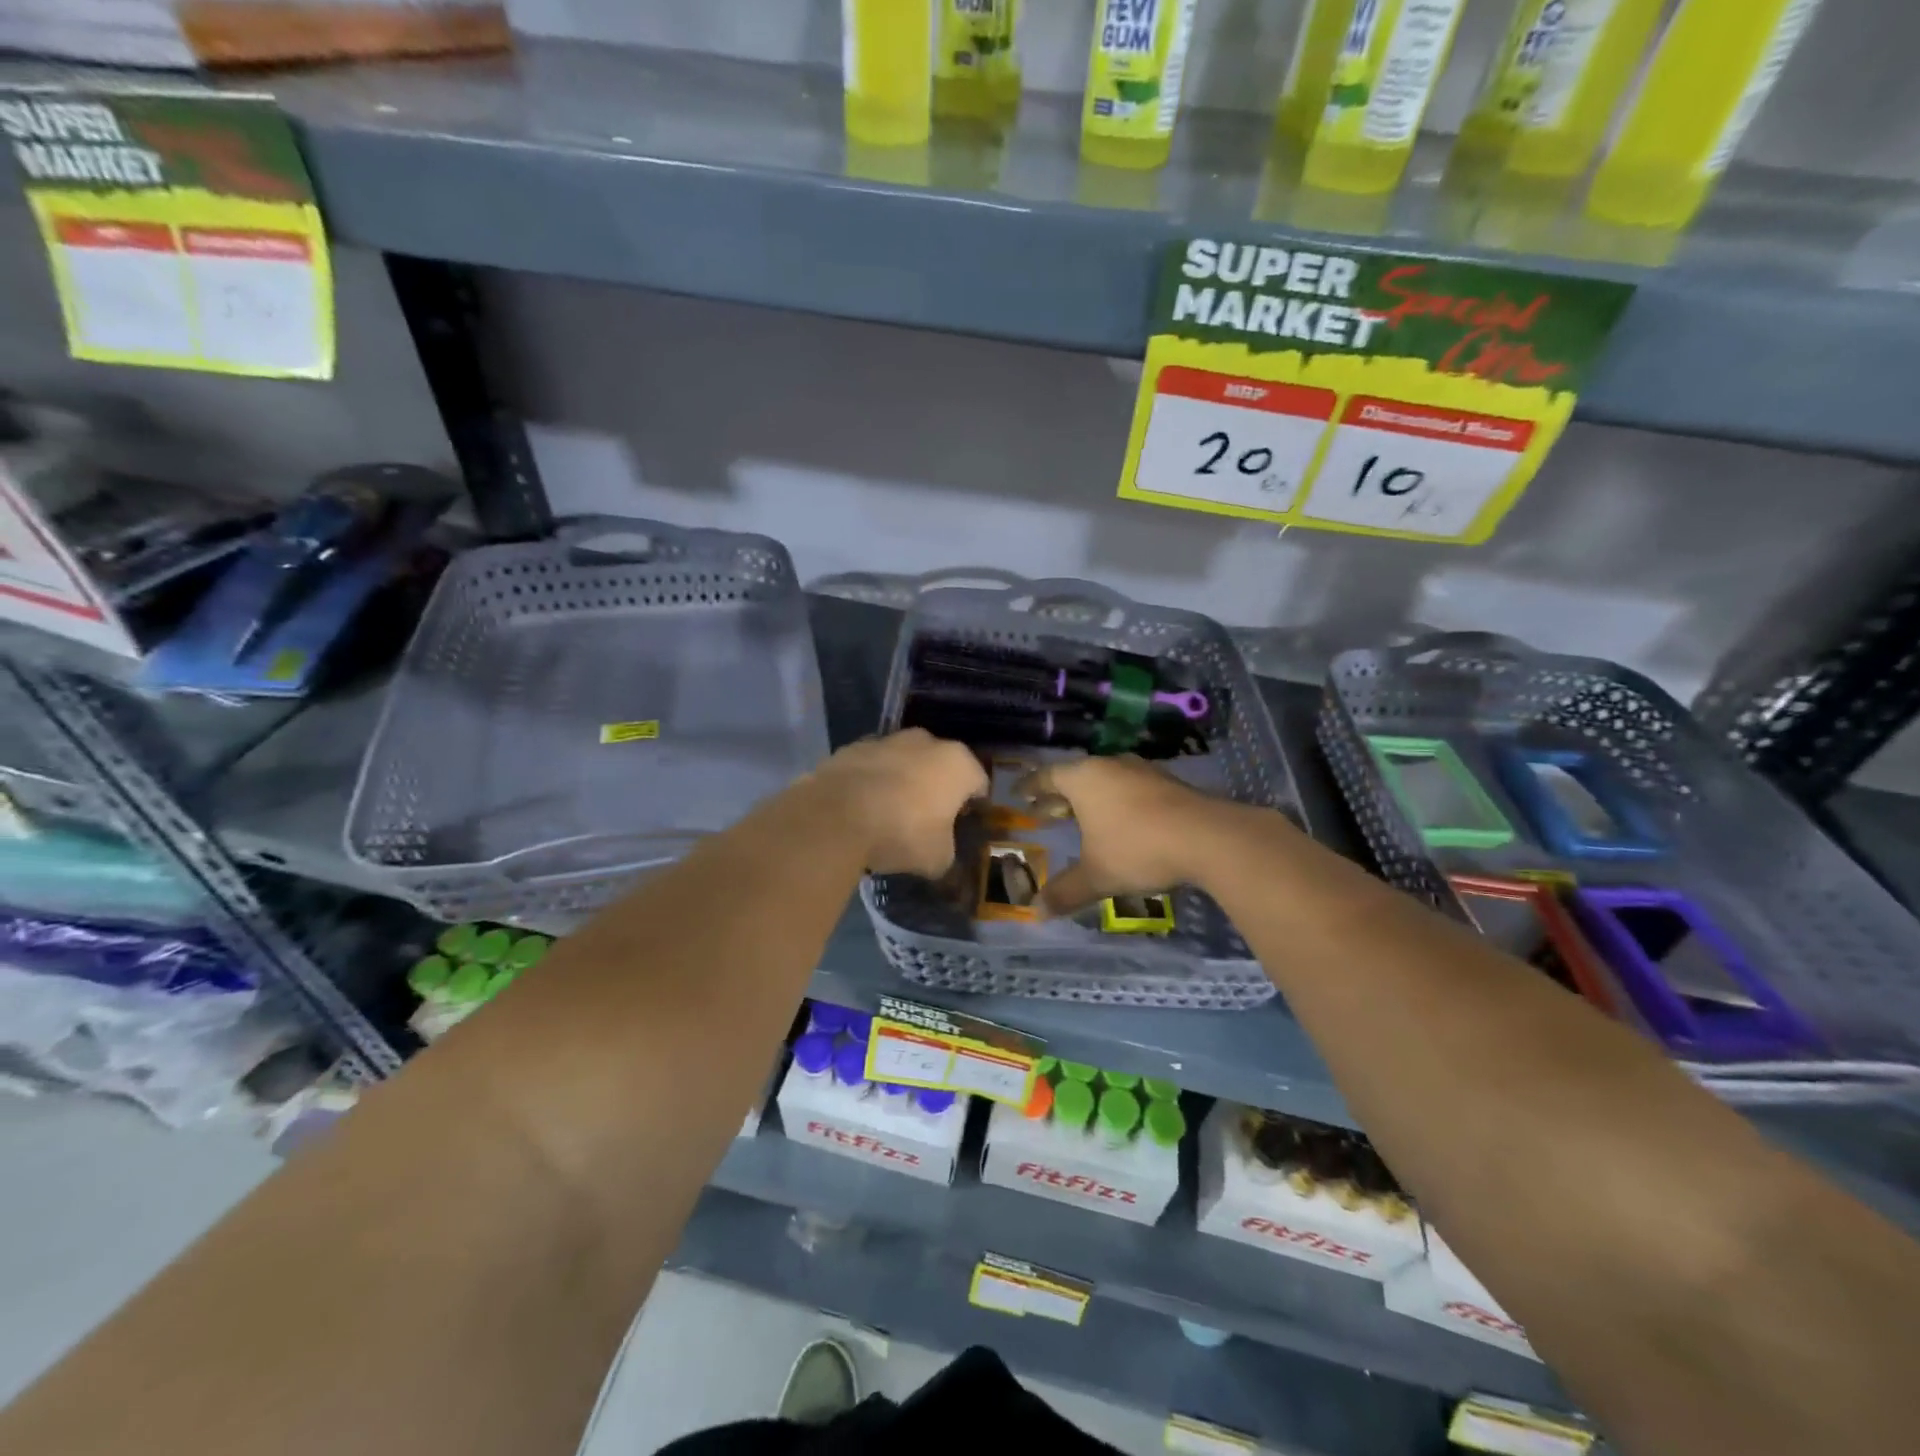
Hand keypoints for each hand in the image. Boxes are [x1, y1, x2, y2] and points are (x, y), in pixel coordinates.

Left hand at [815, 729, 987, 876]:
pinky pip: (870, 766)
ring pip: (903, 760)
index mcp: (958, 764)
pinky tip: (861, 807)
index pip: (978, 782)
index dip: (972, 804)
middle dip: (935, 786)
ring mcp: (886, 740)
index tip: (962, 822)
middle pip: (939, 764)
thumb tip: (940, 852)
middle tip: (927, 817)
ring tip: (889, 812)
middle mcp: (926, 742)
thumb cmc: (902, 833)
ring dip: (901, 780)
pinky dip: (870, 781)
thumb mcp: (938, 858)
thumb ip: (946, 850)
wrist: (837, 816)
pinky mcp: (851, 747)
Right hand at [1022, 755, 1239, 915]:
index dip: (1031, 786)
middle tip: (1044, 812)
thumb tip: (1035, 912)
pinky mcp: (1168, 784)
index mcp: (1084, 779)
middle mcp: (1110, 766)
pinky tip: (1122, 822)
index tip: (1019, 794)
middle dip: (1058, 796)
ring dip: (1090, 799)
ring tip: (1082, 819)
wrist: (1207, 837)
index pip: (1047, 776)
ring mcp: (1142, 772)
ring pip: (1105, 781)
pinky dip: (1117, 802)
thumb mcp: (1096, 876)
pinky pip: (1130, 788)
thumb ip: (1065, 892)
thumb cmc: (1137, 849)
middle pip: (1076, 777)